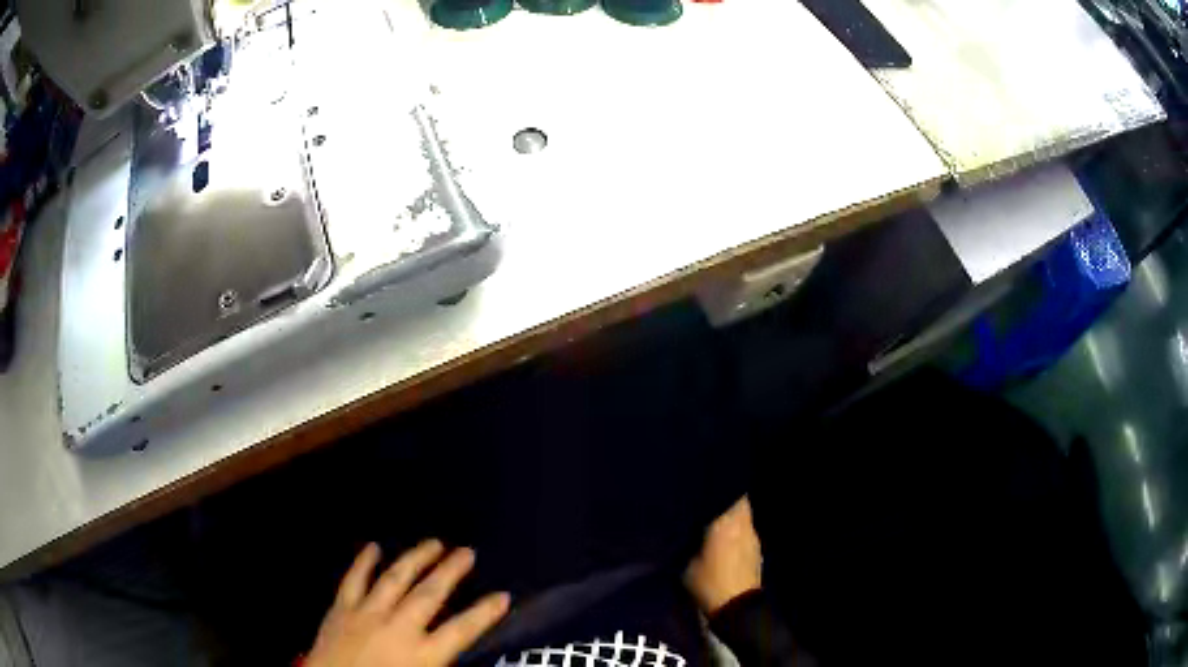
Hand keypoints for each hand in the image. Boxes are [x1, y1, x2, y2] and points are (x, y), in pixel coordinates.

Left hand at [306, 540, 510, 666]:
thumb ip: (440, 662)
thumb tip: (458, 652)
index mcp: (421, 654)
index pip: (461, 630)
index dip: (485, 612)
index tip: (502, 596)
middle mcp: (397, 628)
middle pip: (429, 594)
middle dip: (450, 572)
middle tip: (467, 551)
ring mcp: (366, 614)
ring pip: (394, 579)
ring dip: (415, 559)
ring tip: (432, 542)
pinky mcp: (340, 609)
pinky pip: (353, 580)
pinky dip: (363, 562)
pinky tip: (372, 546)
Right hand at [684, 496, 761, 614]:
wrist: (737, 608)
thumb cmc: (708, 583)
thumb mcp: (687, 563)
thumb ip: (689, 542)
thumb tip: (690, 531)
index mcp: (726, 524)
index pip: (729, 494)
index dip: (719, 489)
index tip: (706, 488)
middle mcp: (743, 526)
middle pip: (740, 503)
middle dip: (728, 501)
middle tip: (712, 503)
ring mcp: (753, 539)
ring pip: (745, 519)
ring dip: (734, 518)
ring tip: (718, 522)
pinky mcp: (757, 552)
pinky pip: (747, 533)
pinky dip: (738, 533)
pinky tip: (727, 541)